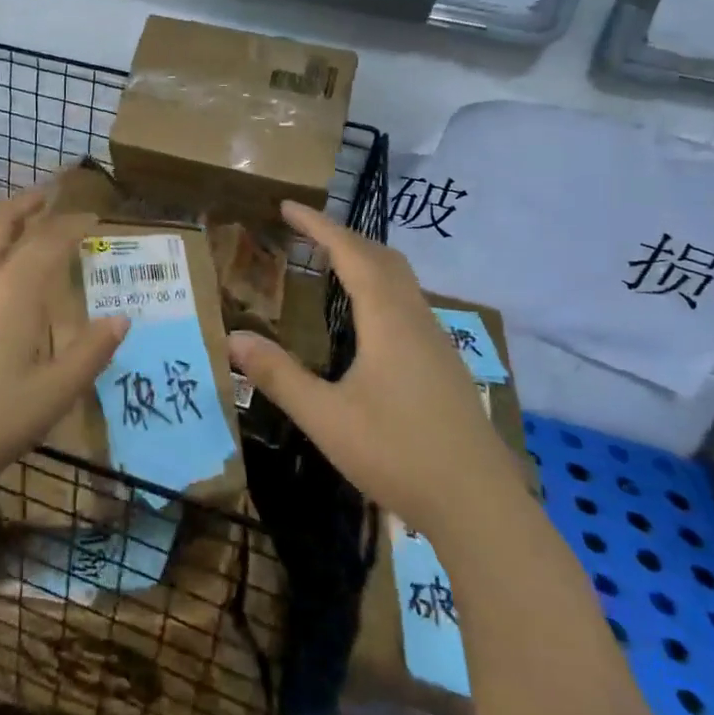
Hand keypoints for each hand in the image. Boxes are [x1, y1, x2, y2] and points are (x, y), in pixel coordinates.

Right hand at [227, 200, 522, 525]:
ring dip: (365, 259)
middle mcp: (415, 319)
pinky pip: (408, 302)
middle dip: (342, 236)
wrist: (480, 507)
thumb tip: (233, 337)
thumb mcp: (326, 418)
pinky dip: (380, 285)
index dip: (318, 226)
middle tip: (304, 231)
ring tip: (330, 263)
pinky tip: (365, 318)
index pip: (351, 253)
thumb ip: (279, 376)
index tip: (287, 207)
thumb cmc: (398, 454)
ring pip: (401, 279)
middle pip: (382, 257)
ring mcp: (435, 341)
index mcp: (387, 321)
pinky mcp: (443, 364)